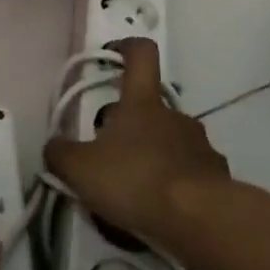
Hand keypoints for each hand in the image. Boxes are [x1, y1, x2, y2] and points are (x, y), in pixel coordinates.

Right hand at [44, 36, 230, 253]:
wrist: (201, 221)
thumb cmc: (137, 180)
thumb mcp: (81, 170)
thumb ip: (60, 155)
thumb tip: (53, 146)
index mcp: (142, 102)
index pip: (141, 54)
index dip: (126, 48)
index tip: (111, 56)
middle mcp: (175, 115)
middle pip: (149, 107)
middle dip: (128, 126)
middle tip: (108, 155)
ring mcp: (200, 145)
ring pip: (169, 141)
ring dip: (152, 156)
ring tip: (134, 192)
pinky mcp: (217, 177)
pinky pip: (189, 173)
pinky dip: (174, 185)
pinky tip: (161, 211)